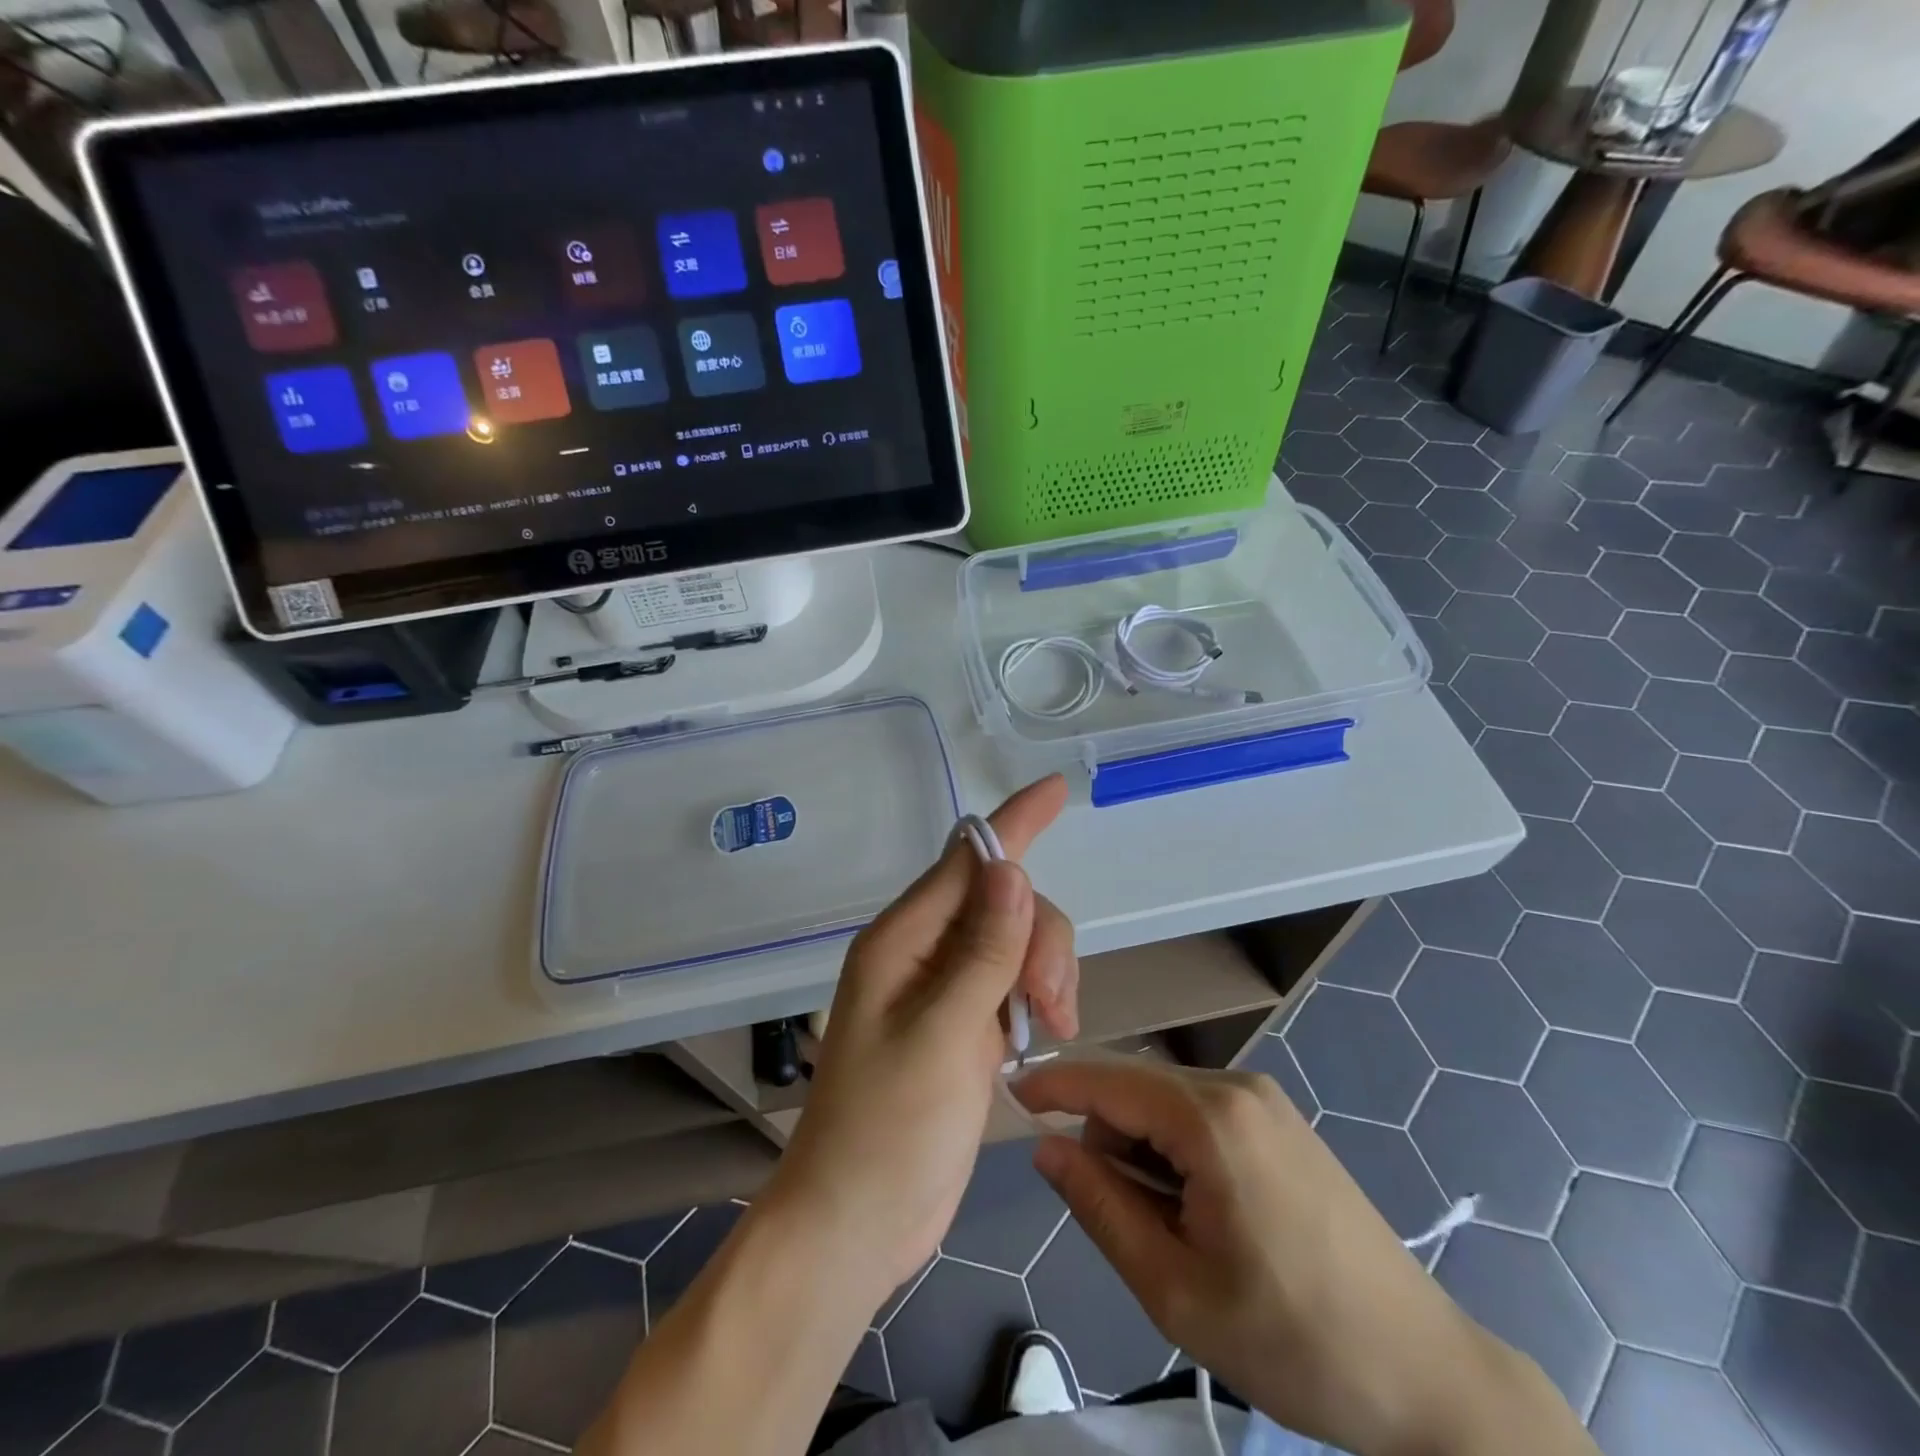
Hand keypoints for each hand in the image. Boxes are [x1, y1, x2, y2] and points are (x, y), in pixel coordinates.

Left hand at [763, 775, 1078, 1303]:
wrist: (858, 1221)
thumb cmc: (888, 1130)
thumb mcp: (942, 1035)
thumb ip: (982, 952)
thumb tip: (1011, 869)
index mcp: (902, 939)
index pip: (966, 860)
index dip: (1013, 823)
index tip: (1055, 790)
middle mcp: (922, 950)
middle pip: (1003, 901)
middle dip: (1041, 936)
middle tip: (1054, 1002)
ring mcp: (944, 987)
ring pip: (1015, 939)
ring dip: (1046, 969)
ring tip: (1053, 1026)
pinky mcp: (963, 1021)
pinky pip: (1012, 979)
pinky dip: (1038, 994)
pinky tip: (1044, 1032)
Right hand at [1017, 1059, 1574, 1455]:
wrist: (1426, 1375)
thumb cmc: (1293, 1340)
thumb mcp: (1175, 1287)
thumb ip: (1099, 1206)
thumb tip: (1046, 1148)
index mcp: (1211, 1118)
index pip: (1108, 1079)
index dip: (1054, 1085)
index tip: (1010, 1094)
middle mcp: (1238, 1087)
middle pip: (1137, 1089)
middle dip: (1104, 1135)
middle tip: (1111, 1215)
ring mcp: (1266, 1100)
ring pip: (1167, 1102)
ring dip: (1142, 1148)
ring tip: (1165, 1227)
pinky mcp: (1282, 1121)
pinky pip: (1201, 1114)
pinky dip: (1175, 1149)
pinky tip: (1197, 1210)